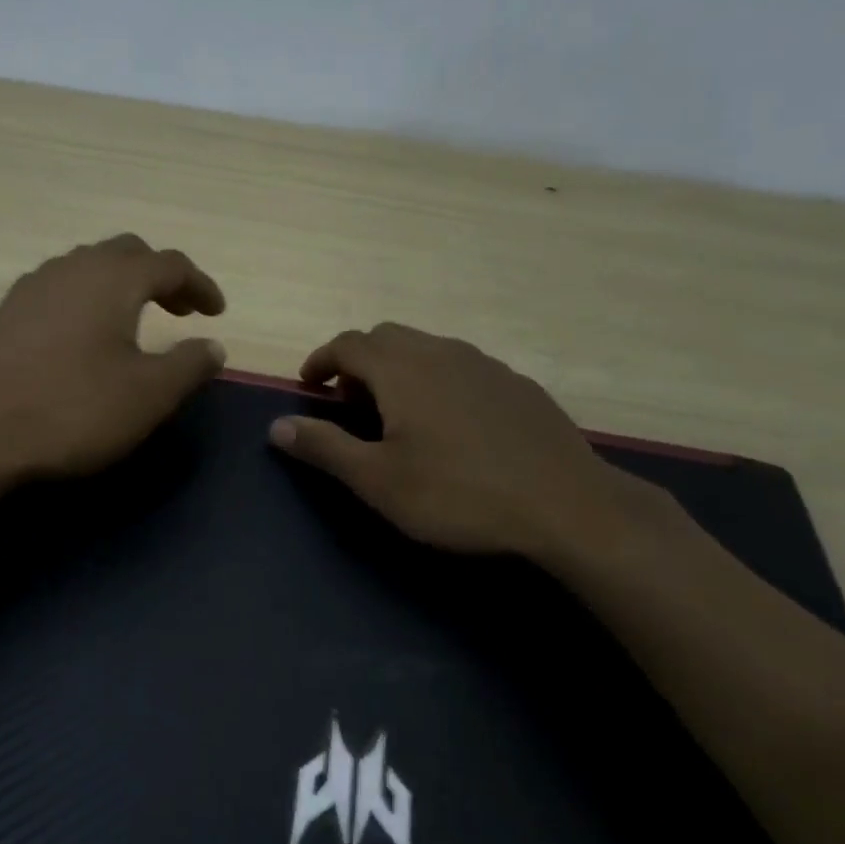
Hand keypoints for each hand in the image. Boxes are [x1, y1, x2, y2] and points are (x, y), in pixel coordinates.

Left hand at [0, 235, 226, 486]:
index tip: (217, 313)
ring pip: (87, 267)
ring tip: (134, 321)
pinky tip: (83, 337)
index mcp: (112, 279)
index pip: (170, 264)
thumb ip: (189, 365)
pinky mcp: (4, 314)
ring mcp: (31, 288)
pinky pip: (58, 290)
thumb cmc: (74, 412)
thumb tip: (213, 346)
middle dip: (160, 277)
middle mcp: (70, 269)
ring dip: (120, 285)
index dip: (200, 285)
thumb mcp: (149, 396)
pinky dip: (86, 300)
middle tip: (180, 311)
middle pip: (126, 253)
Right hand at [268, 323, 673, 565]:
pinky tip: (450, 424)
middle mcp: (443, 352)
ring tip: (395, 413)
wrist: (567, 506)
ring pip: (428, 349)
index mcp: (403, 369)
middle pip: (388, 338)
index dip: (322, 360)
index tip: (309, 384)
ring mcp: (487, 365)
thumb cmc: (458, 494)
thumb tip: (276, 425)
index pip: (349, 344)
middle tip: (348, 402)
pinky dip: (436, 381)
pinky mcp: (518, 385)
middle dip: (358, 362)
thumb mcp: (378, 480)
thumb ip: (324, 447)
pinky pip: (462, 367)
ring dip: (398, 369)